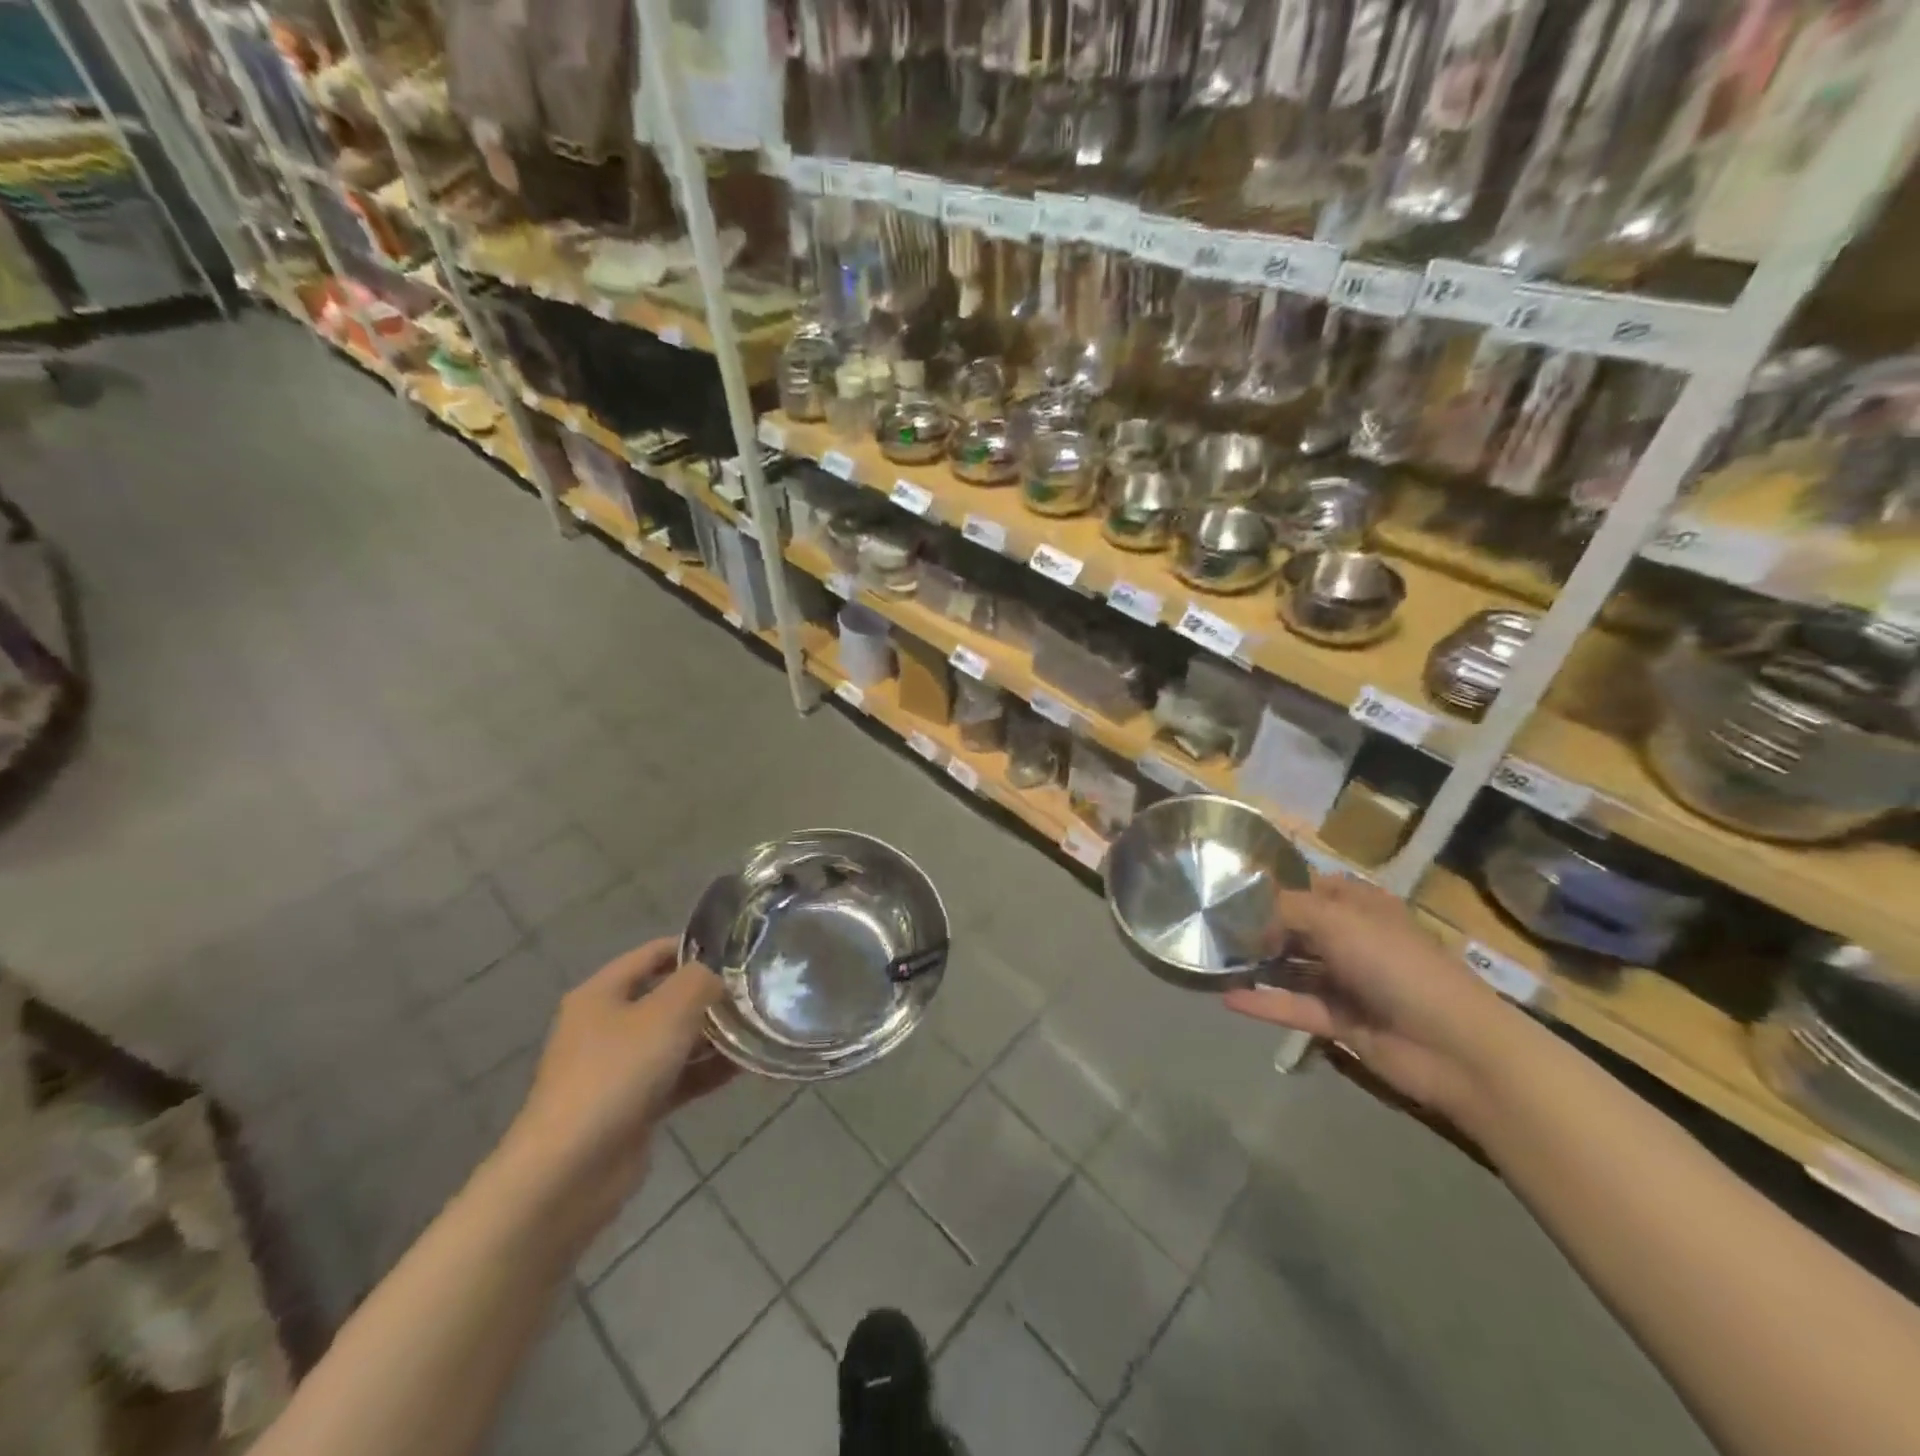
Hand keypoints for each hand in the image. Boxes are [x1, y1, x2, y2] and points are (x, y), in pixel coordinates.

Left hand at [500, 939, 733, 1229]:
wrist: (570, 1171)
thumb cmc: (617, 1073)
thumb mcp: (668, 1011)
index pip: (654, 953)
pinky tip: (745, 1066)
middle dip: (710, 994)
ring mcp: (618, 1068)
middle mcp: (606, 1025)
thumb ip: (700, 981)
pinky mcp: (632, 1106)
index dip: (695, 947)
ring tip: (759, 1026)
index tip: (739, 950)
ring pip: (675, 1039)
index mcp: (602, 993)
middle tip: (756, 991)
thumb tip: (719, 975)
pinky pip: (677, 1076)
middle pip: (666, 997)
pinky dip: (706, 1070)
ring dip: (713, 1034)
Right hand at [1224, 876, 1514, 1121]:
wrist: (1454, 1046)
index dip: (1278, 887)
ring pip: (1292, 968)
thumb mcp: (1336, 919)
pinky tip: (1226, 998)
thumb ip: (1286, 910)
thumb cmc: (1396, 965)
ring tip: (1211, 961)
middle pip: (1298, 928)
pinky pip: (1294, 1006)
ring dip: (1257, 965)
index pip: (1313, 887)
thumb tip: (1251, 922)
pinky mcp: (1340, 1021)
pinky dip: (1263, 1003)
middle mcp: (1353, 940)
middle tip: (1211, 927)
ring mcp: (1347, 982)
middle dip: (1259, 927)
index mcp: (1361, 907)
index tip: (1232, 890)